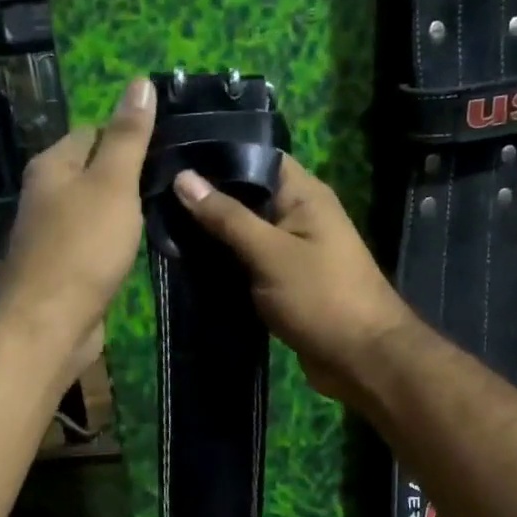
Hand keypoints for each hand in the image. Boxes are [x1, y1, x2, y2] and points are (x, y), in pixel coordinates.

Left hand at [0, 78, 155, 381]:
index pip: (93, 131)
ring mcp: (53, 233)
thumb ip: (128, 137)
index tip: (169, 143)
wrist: (49, 322)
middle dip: (129, 172)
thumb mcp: (112, 183)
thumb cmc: (82, 245)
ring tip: (167, 208)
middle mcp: (46, 194)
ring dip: (124, 210)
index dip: (129, 133)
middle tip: (175, 177)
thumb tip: (141, 82)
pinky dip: (117, 240)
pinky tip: (141, 245)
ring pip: (95, 208)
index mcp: (53, 165)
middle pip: (93, 170)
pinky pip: (95, 242)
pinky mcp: (64, 267)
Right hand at [173, 157, 416, 403]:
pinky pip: (247, 262)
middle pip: (246, 196)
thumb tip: (184, 177)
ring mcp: (291, 250)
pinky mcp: (283, 281)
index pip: (257, 157)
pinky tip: (185, 261)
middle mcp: (299, 216)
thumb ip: (227, 217)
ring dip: (211, 233)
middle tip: (154, 193)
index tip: (173, 156)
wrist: (362, 360)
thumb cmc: (321, 297)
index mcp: (304, 195)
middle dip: (206, 197)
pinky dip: (223, 262)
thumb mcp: (270, 253)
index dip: (218, 155)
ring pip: (243, 232)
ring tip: (160, 224)